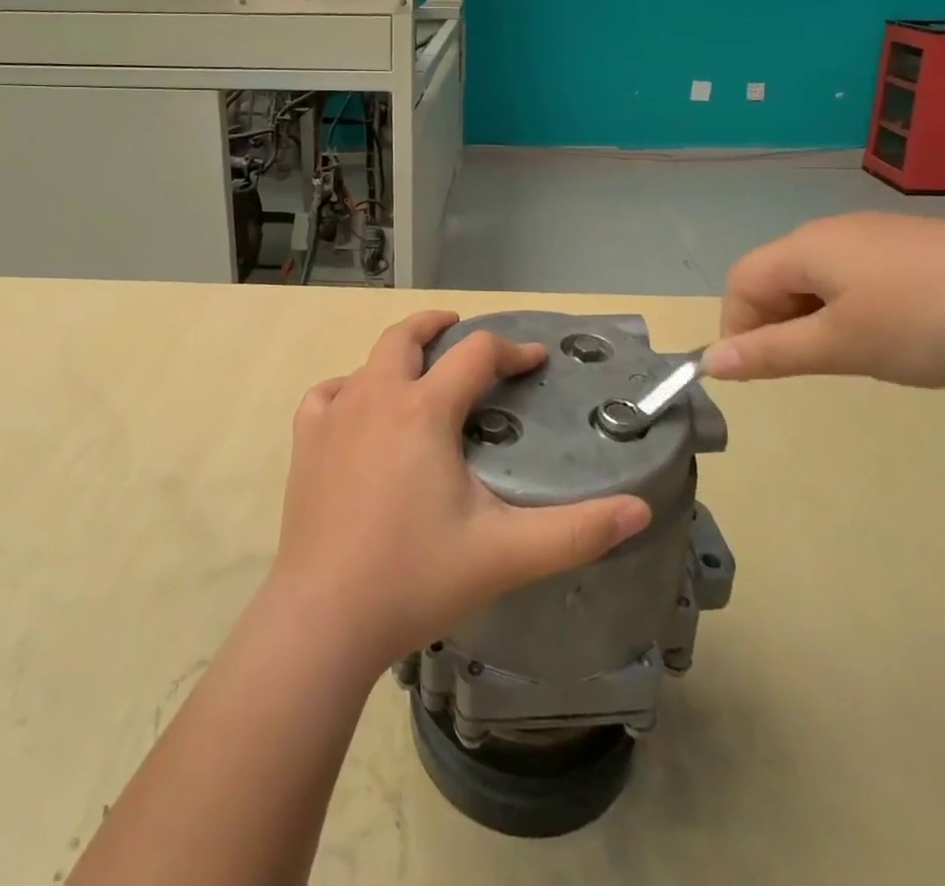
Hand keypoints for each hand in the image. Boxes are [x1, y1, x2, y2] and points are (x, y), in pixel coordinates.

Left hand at [268, 311, 652, 672]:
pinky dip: (348, 388)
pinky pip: (327, 394)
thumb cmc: (416, 577)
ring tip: (418, 371)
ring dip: (397, 355)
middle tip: (460, 330)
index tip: (535, 361)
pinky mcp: (305, 442)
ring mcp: (334, 416)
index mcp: (425, 410)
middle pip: (406, 335)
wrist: (324, 618)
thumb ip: (577, 532)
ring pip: (368, 361)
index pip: (476, 354)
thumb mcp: (506, 554)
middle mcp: (377, 396)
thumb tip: (639, 510)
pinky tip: (357, 408)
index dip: (512, 351)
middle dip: (439, 325)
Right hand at [703, 215, 944, 388]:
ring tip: (862, 356)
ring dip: (819, 322)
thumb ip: (771, 354)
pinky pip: (858, 279)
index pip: (740, 285)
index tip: (766, 374)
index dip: (738, 330)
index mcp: (803, 249)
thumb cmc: (928, 320)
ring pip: (819, 282)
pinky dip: (856, 311)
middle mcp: (830, 233)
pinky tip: (901, 335)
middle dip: (780, 327)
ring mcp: (875, 237)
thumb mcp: (842, 346)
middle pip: (776, 279)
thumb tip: (709, 362)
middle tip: (819, 369)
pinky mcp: (914, 248)